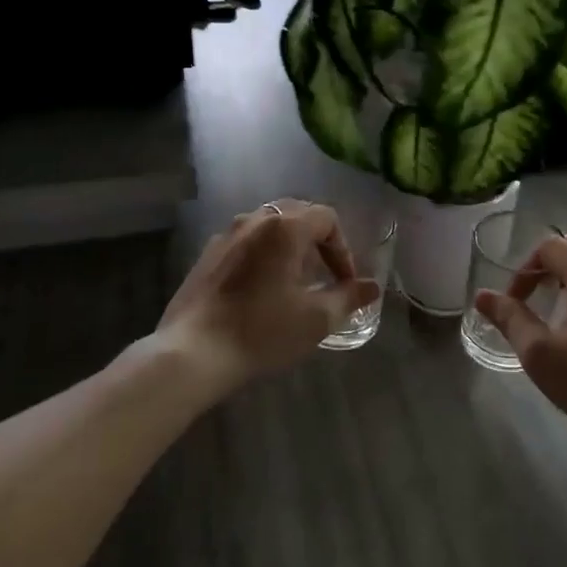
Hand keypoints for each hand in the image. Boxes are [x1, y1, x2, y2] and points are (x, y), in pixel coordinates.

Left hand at [159, 199, 378, 388]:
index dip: (343, 248)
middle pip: (297, 213)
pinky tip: (261, 288)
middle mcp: (254, 220)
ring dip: (289, 245)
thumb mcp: (316, 318)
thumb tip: (372, 287)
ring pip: (268, 226)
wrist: (193, 352)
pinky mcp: (206, 255)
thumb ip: (348, 297)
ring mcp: (226, 235)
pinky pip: (245, 242)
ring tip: (294, 280)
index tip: (345, 282)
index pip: (326, 218)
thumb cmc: (263, 330)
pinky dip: (263, 254)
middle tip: (325, 273)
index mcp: (285, 227)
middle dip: (317, 240)